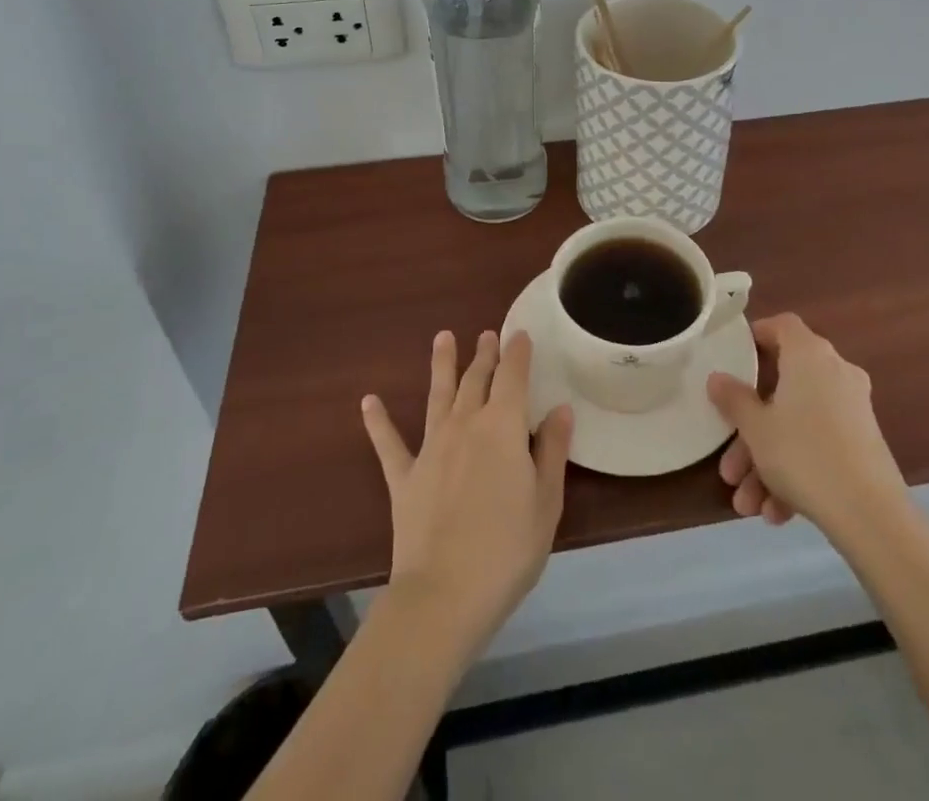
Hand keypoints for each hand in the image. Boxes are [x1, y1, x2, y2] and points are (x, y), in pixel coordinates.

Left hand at [362, 330, 572, 655]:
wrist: (444, 596)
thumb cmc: (507, 550)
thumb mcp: (546, 502)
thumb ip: (551, 451)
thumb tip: (559, 409)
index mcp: (503, 427)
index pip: (513, 376)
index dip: (517, 352)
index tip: (520, 334)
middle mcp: (465, 424)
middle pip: (476, 379)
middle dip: (484, 354)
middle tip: (487, 333)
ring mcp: (431, 448)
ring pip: (437, 395)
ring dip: (441, 365)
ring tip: (442, 337)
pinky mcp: (404, 477)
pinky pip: (389, 443)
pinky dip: (378, 421)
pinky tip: (368, 401)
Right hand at [707, 312, 905, 535]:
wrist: (871, 515)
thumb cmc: (804, 454)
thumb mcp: (756, 428)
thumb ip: (733, 399)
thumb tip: (717, 378)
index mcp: (809, 355)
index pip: (782, 325)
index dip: (757, 335)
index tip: (734, 357)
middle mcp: (835, 372)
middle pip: (783, 388)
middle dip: (752, 429)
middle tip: (729, 464)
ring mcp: (852, 409)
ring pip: (798, 425)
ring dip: (768, 461)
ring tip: (747, 503)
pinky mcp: (863, 444)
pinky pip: (819, 446)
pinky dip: (796, 472)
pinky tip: (776, 513)